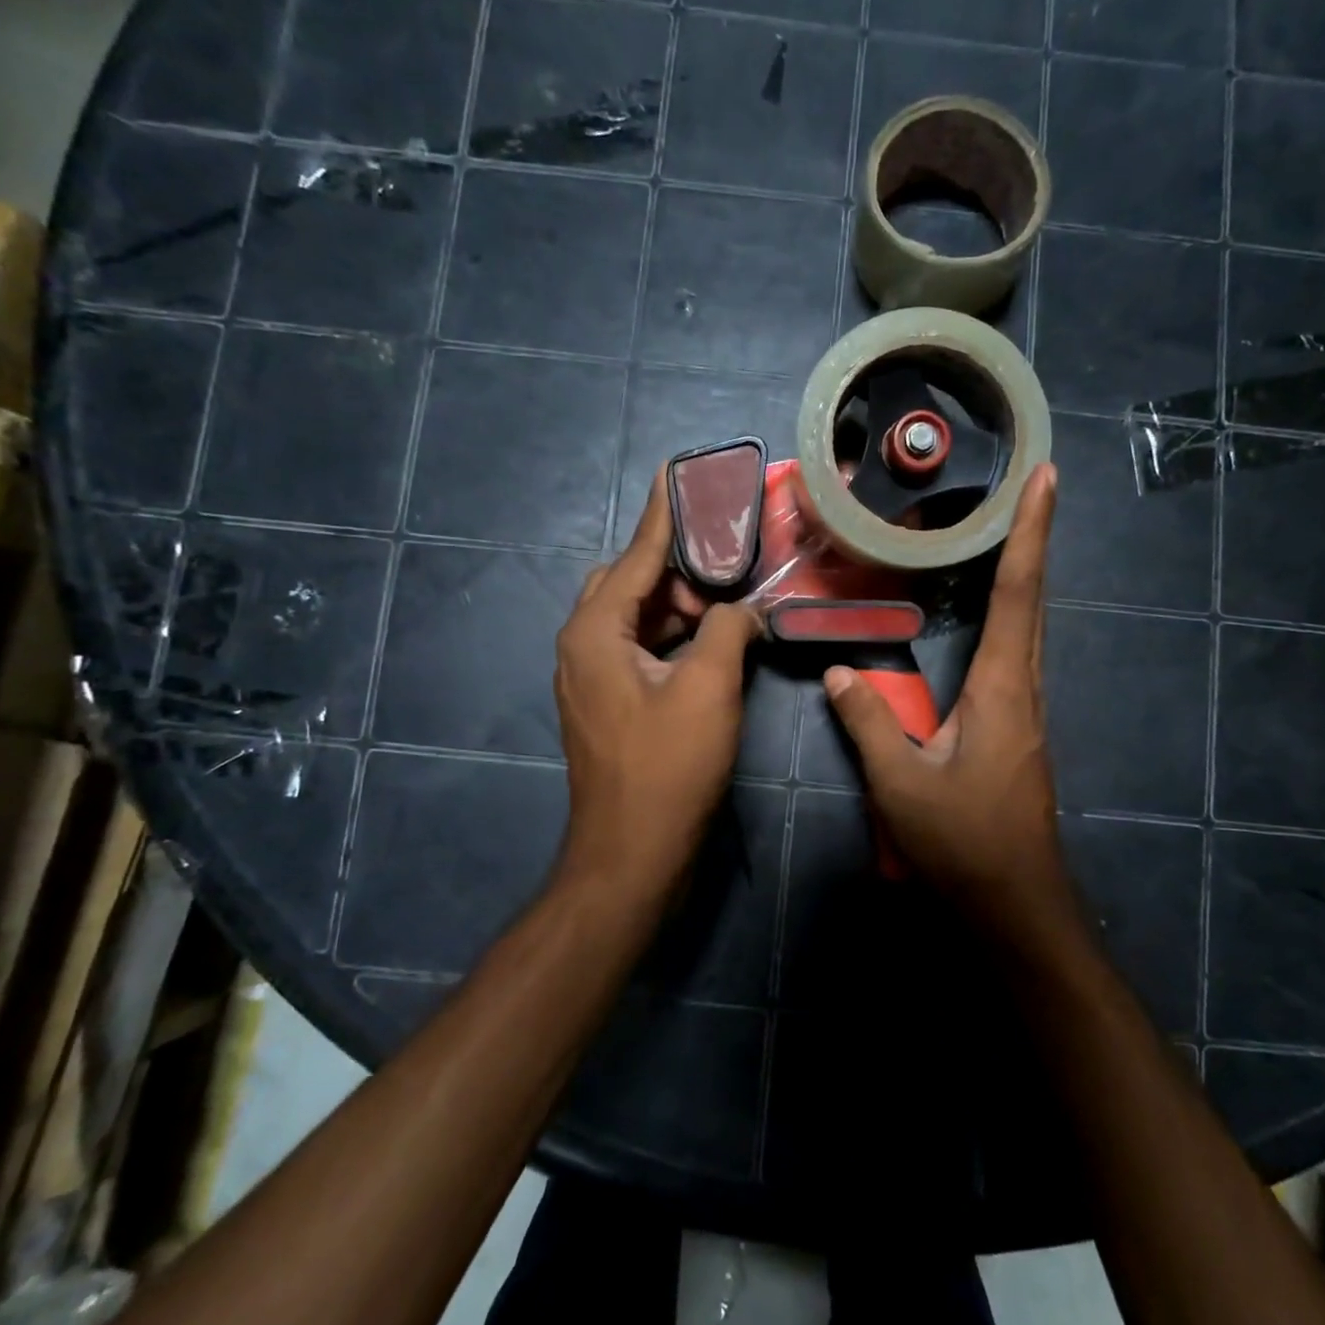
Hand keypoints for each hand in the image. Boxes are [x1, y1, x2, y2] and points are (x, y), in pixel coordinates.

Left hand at [554, 472, 761, 895]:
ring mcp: (592, 679)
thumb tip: (742, 609)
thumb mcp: (708, 688)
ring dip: (677, 608)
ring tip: (726, 605)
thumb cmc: (668, 767)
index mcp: (595, 632)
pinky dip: (672, 640)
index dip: (663, 515)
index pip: (636, 556)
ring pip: (635, 620)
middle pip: (629, 585)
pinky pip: (639, 651)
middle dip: (676, 570)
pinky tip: (709, 644)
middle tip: (727, 568)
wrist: (632, 852)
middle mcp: (583, 646)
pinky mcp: (608, 705)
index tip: (676, 471)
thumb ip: (727, 630)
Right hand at [824, 465, 1069, 936]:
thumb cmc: (963, 842)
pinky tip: (992, 618)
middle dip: (1033, 541)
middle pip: (1033, 601)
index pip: (1018, 595)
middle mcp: (1024, 690)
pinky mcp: (1017, 731)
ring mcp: (1026, 712)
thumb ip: (868, 722)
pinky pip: (1017, 657)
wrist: (1014, 902)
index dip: (1031, 533)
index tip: (1046, 480)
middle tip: (1028, 489)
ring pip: (1029, 629)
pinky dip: (1011, 617)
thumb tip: (841, 670)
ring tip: (1009, 535)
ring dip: (1024, 577)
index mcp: (1003, 689)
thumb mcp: (900, 783)